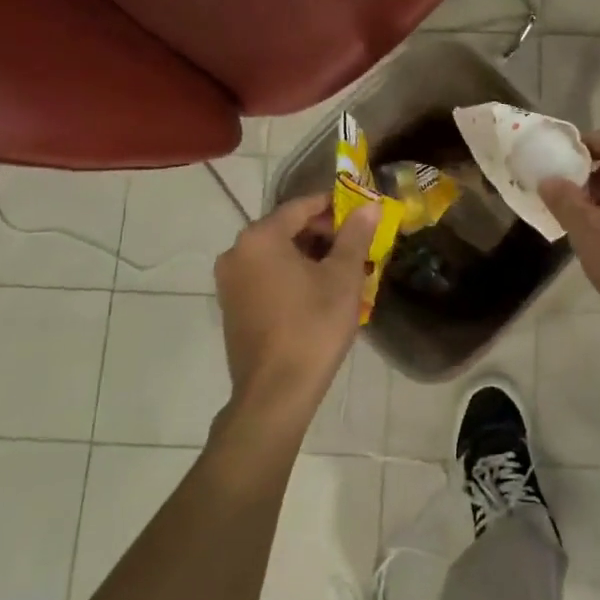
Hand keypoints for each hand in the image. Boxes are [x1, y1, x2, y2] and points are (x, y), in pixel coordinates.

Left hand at [213, 195, 378, 425]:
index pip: (301, 206)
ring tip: (344, 271)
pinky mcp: (232, 306)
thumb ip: (355, 235)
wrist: (275, 393)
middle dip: (324, 234)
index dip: (335, 206)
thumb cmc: (312, 326)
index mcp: (260, 238)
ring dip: (310, 256)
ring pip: (277, 254)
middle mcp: (237, 252)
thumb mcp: (342, 277)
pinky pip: (266, 276)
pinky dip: (292, 275)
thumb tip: (369, 206)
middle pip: (287, 228)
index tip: (362, 214)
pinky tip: (319, 292)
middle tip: (358, 246)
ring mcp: (230, 281)